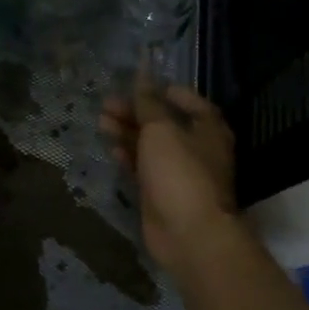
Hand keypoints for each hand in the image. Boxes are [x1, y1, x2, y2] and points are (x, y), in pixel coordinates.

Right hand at [99, 79, 237, 272]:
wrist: (188, 233)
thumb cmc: (180, 172)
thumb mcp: (161, 129)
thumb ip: (148, 103)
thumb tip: (143, 76)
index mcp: (207, 127)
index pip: (187, 100)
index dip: (162, 90)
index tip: (136, 84)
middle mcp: (196, 147)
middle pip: (163, 123)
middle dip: (135, 112)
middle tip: (106, 104)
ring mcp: (179, 172)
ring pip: (150, 146)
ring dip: (127, 132)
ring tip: (101, 121)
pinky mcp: (161, 193)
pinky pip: (143, 168)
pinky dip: (128, 157)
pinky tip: (111, 149)